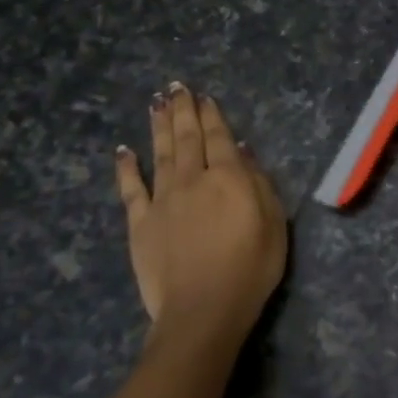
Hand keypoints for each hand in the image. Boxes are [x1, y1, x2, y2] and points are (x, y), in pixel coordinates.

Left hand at [114, 84, 286, 354]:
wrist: (203, 309)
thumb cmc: (251, 269)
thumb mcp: (274, 224)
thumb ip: (259, 184)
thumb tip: (242, 152)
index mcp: (229, 178)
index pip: (220, 138)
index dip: (212, 116)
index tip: (204, 97)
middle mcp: (193, 179)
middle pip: (187, 138)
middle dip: (183, 111)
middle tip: (176, 88)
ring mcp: (163, 200)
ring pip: (160, 154)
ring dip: (158, 126)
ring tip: (156, 103)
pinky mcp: (140, 223)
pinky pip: (131, 189)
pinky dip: (126, 167)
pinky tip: (124, 150)